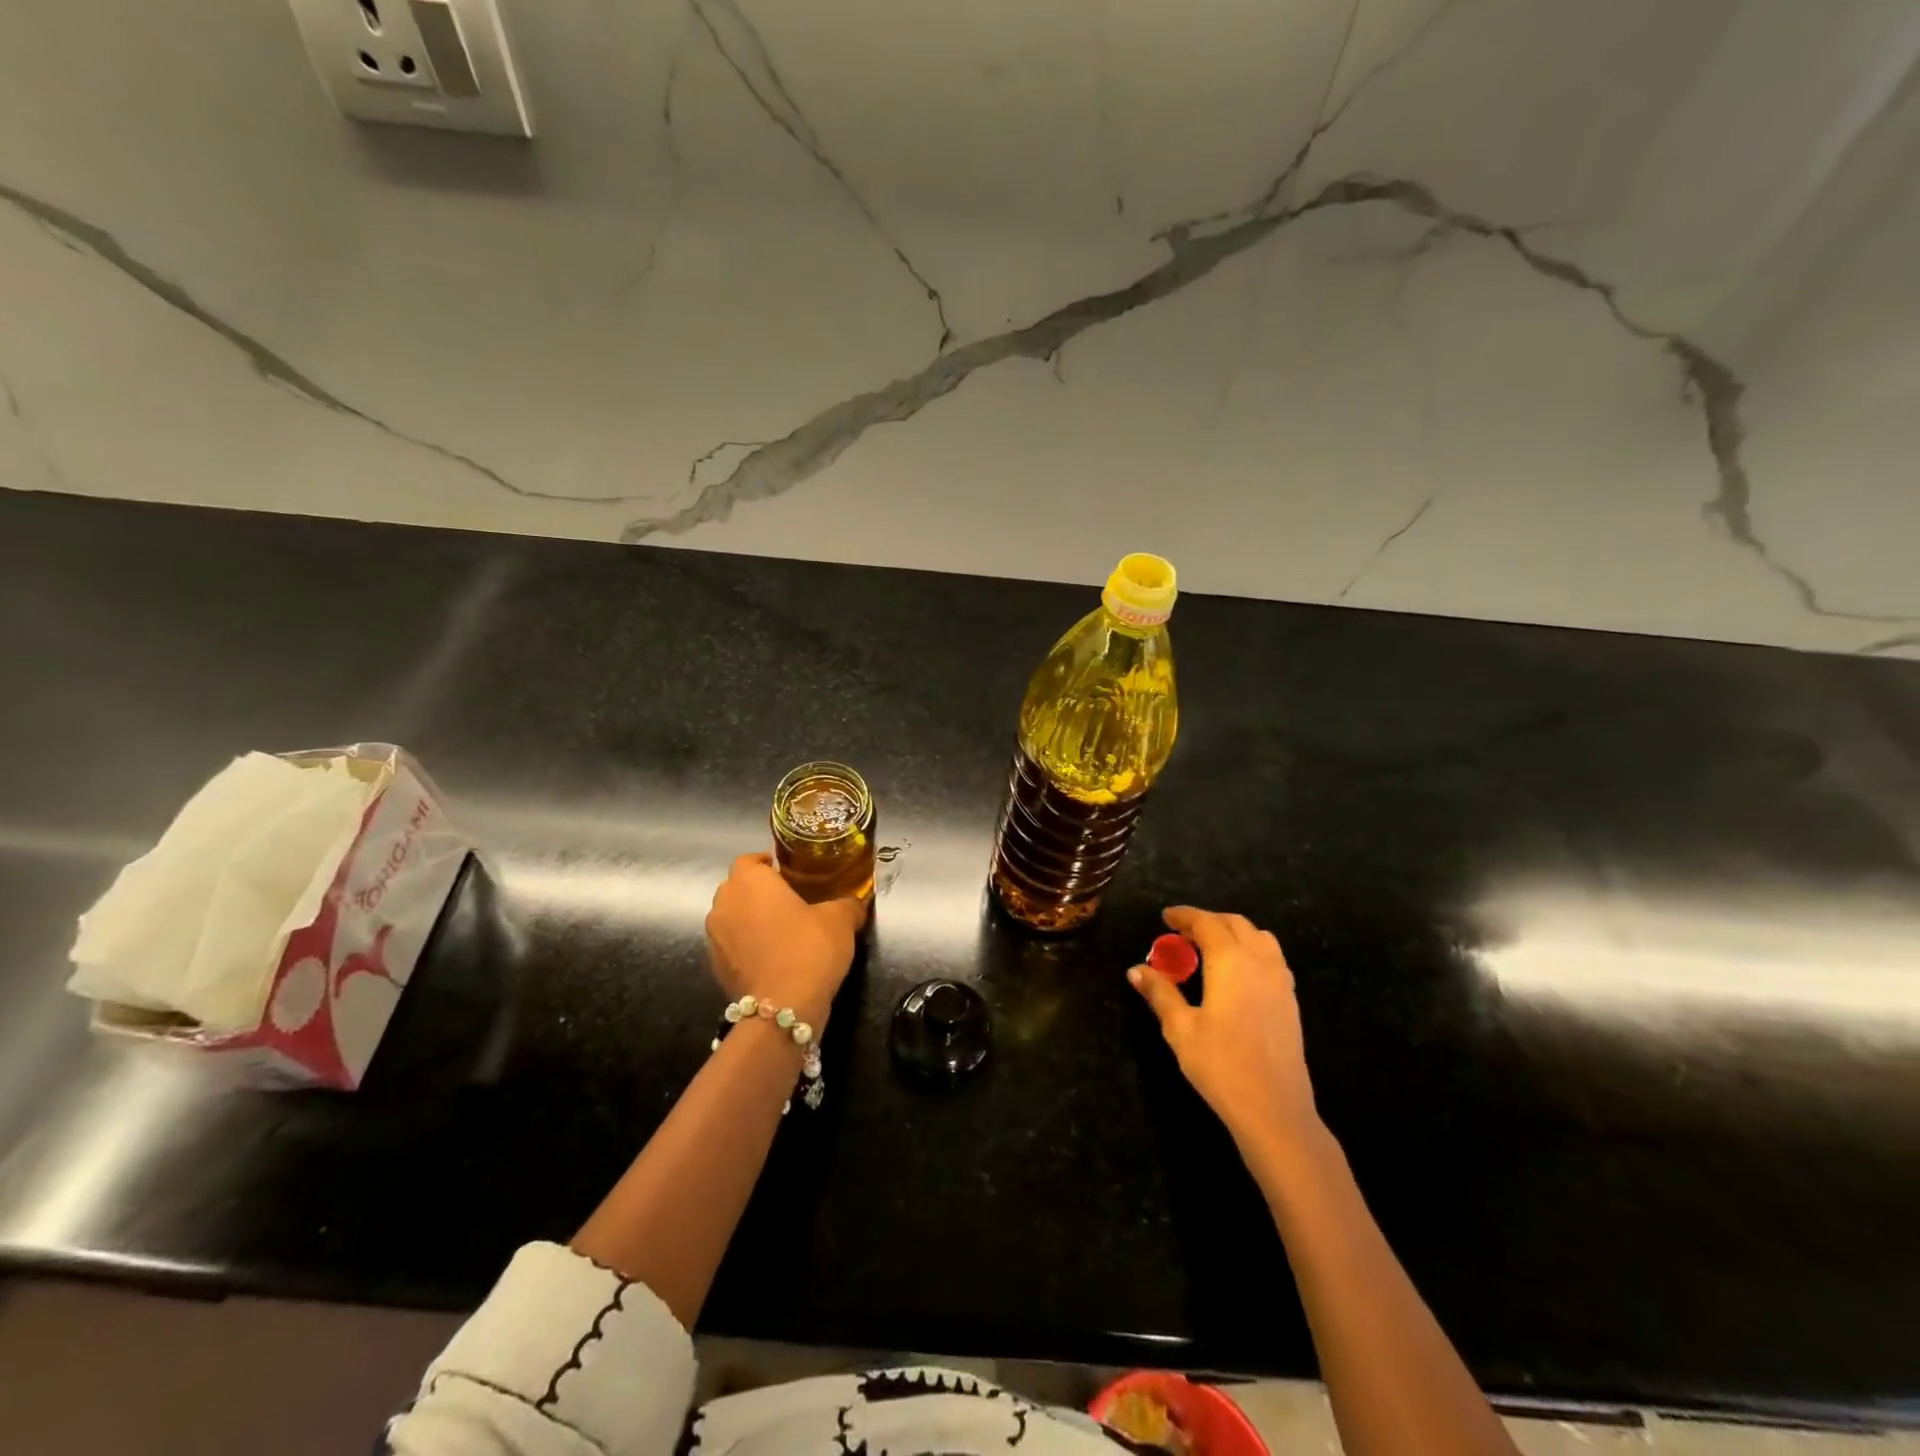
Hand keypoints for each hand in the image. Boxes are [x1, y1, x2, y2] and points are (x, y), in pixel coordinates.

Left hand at [705, 854, 866, 1032]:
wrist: (783, 1007)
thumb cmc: (809, 948)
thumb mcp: (840, 919)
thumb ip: (847, 904)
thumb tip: (855, 902)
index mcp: (750, 881)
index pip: (748, 859)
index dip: (766, 863)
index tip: (786, 871)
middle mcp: (725, 903)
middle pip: (737, 887)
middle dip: (758, 890)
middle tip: (788, 899)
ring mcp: (715, 937)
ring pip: (731, 916)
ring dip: (749, 918)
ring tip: (780, 929)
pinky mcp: (716, 967)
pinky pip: (731, 945)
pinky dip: (746, 945)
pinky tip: (771, 957)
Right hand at [1129, 906, 1320, 1149]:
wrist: (1275, 1109)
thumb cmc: (1221, 1065)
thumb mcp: (1180, 1028)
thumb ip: (1160, 993)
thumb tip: (1135, 970)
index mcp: (1230, 961)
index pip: (1206, 923)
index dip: (1184, 916)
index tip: (1165, 917)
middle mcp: (1259, 961)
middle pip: (1235, 924)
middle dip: (1208, 921)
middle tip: (1182, 933)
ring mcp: (1280, 981)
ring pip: (1259, 937)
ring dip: (1233, 933)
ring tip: (1209, 949)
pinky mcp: (1290, 1001)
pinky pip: (1271, 958)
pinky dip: (1251, 950)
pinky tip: (1236, 974)